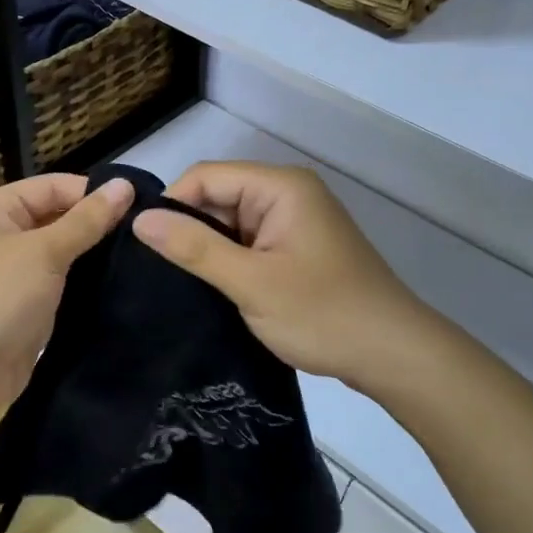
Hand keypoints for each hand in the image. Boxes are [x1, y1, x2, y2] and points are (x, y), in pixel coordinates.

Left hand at [0, 173, 133, 420]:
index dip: (94, 194)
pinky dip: (84, 288)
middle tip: (148, 236)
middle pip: (57, 220)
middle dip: (97, 227)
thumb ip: (86, 220)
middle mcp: (0, 238)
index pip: (53, 187)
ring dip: (94, 260)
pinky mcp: (22, 311)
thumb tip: (124, 185)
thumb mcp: (43, 252)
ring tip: (144, 261)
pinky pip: (58, 289)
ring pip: (61, 257)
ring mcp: (11, 277)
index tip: (141, 207)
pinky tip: (121, 289)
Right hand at [132, 161, 434, 391]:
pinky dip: (229, 262)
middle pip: (218, 197)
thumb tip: (139, 220)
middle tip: (158, 272)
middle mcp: (287, 194)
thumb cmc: (323, 314)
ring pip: (230, 223)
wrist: (393, 355)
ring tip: (179, 282)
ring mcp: (294, 222)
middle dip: (189, 229)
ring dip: (209, 250)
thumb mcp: (250, 282)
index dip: (172, 205)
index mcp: (280, 186)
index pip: (205, 176)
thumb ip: (194, 247)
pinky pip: (248, 243)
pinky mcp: (296, 248)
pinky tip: (211, 288)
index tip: (146, 247)